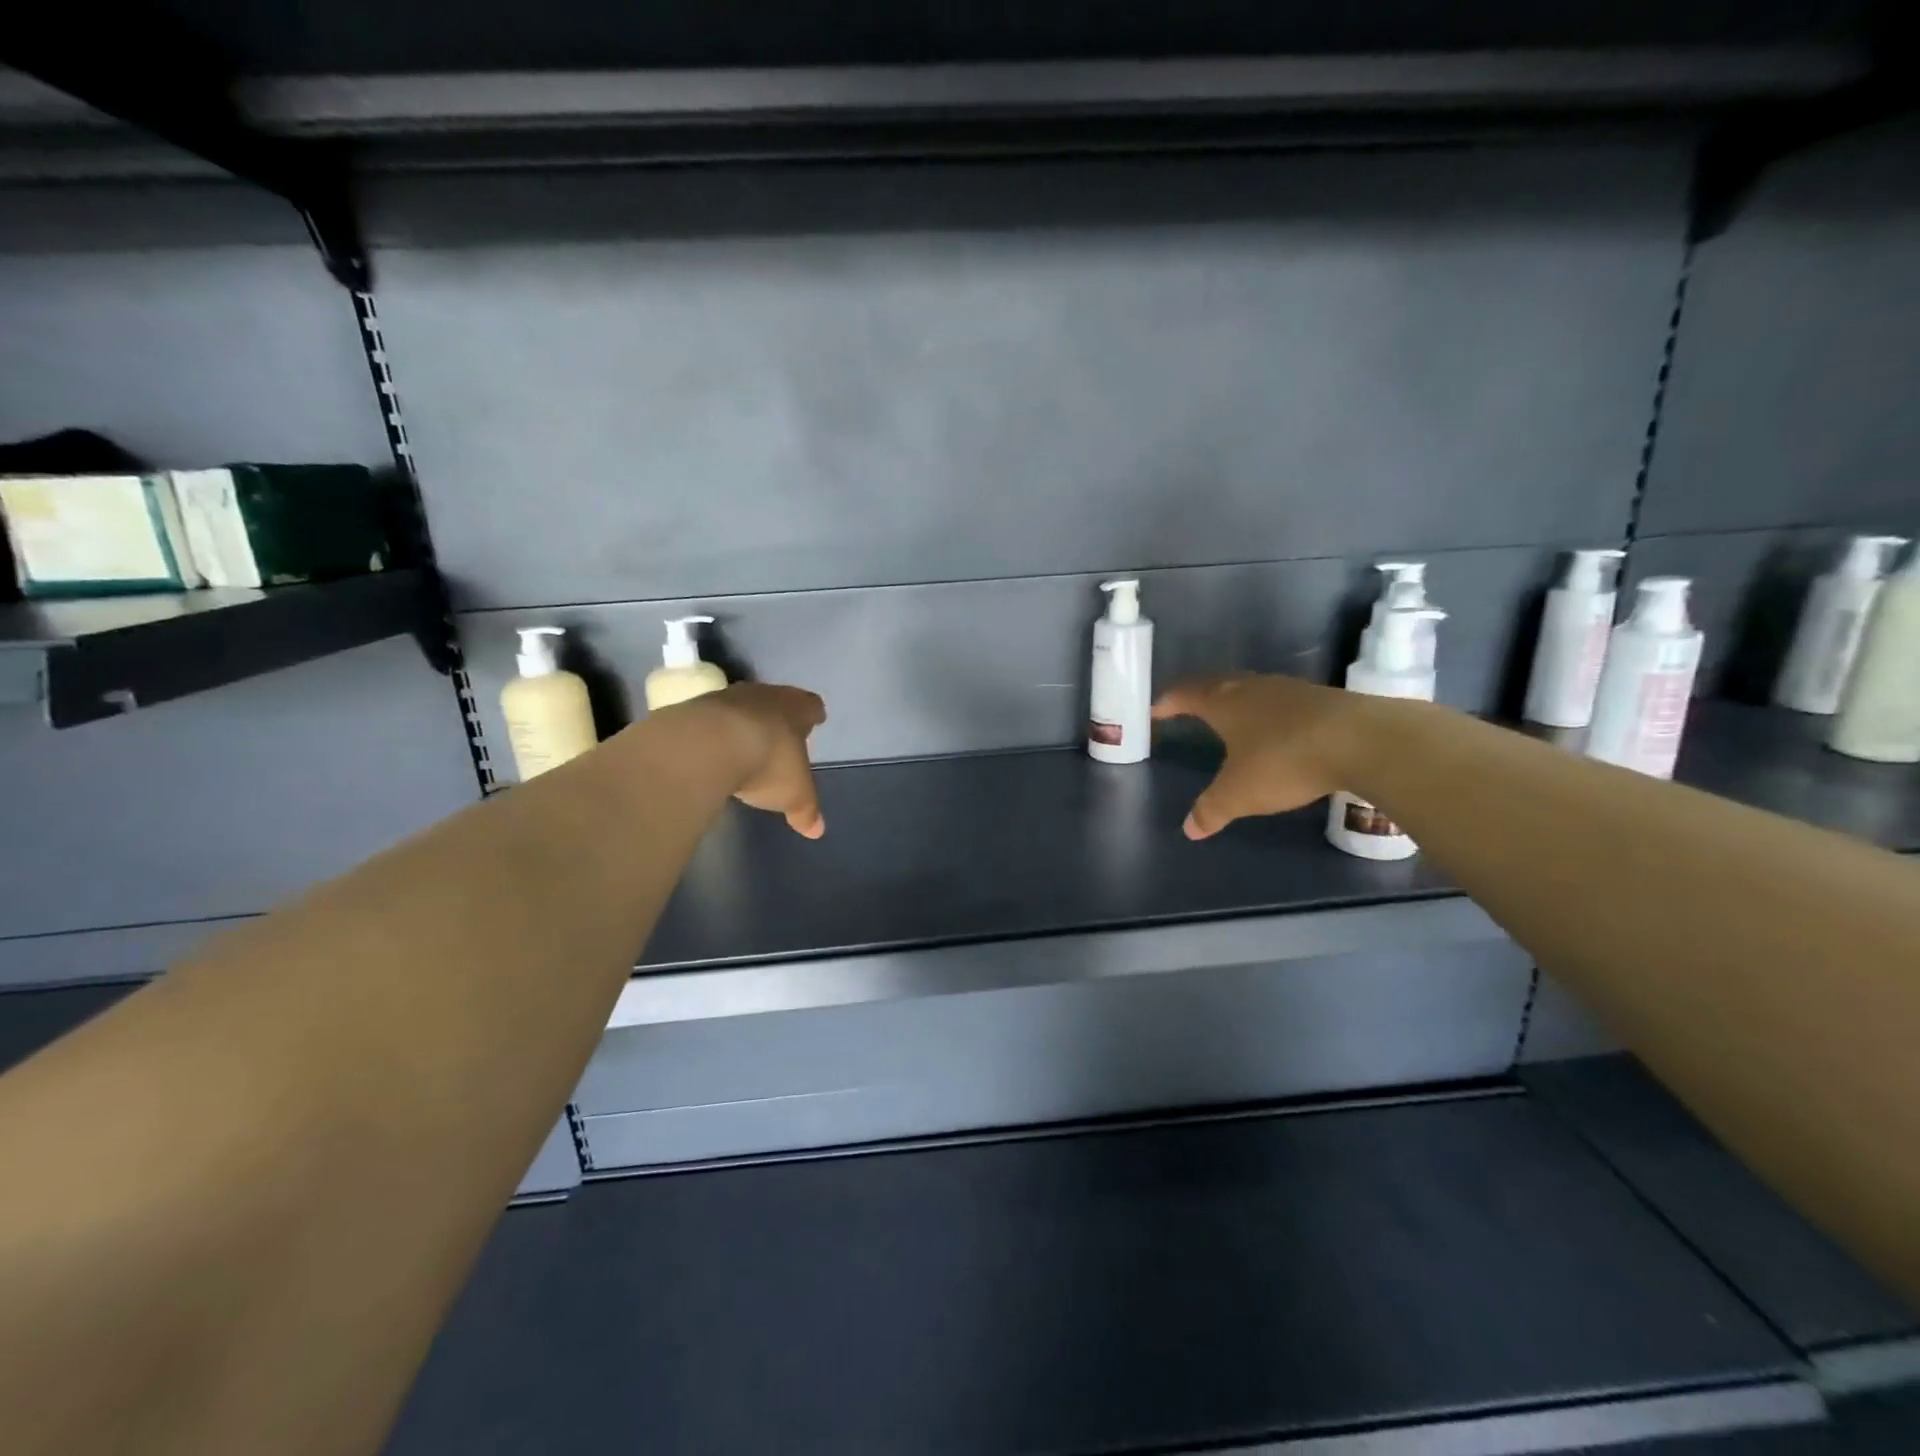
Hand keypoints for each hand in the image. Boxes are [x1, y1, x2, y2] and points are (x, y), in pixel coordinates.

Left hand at [701, 683, 828, 838]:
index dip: (813, 714)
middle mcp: (764, 695)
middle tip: (780, 734)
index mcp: (796, 709)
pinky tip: (712, 752)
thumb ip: (806, 811)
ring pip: (741, 707)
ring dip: (743, 723)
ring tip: (744, 745)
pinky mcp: (693, 708)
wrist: (707, 746)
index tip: (815, 719)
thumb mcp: (794, 795)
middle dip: (778, 717)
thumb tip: (817, 830)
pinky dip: (714, 733)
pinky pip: (710, 720)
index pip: (811, 706)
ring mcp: (726, 698)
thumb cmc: (768, 763)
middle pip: (776, 701)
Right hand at [1151, 673, 1361, 839]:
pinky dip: (1269, 712)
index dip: (1169, 701)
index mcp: (1225, 703)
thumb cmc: (1285, 760)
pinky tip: (1277, 728)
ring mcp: (1290, 690)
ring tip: (1231, 717)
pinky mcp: (1322, 700)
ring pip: (1253, 690)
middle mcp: (1253, 688)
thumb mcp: (1240, 793)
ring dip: (1237, 701)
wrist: (1363, 740)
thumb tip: (1189, 829)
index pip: (1187, 694)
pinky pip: (1282, 701)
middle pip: (1218, 684)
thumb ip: (1212, 809)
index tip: (1156, 708)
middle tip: (1188, 706)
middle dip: (1200, 695)